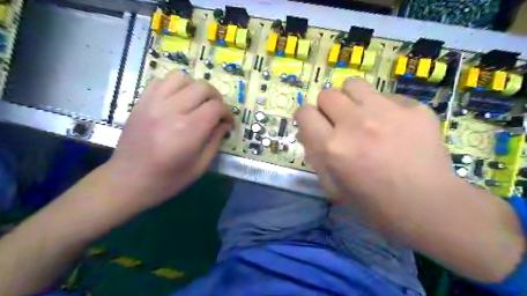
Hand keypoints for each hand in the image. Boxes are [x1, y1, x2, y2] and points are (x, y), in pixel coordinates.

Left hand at [105, 70, 233, 207]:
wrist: (128, 181)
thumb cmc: (168, 179)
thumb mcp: (200, 166)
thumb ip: (215, 141)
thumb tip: (225, 124)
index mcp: (189, 130)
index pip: (216, 107)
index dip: (228, 113)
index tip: (228, 122)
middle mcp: (171, 110)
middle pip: (202, 87)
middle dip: (216, 98)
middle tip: (216, 112)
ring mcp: (153, 103)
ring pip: (182, 77)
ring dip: (195, 87)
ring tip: (197, 102)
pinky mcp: (141, 102)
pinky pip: (161, 80)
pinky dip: (175, 86)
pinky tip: (178, 100)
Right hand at [295, 80, 454, 227]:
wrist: (427, 205)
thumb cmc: (373, 203)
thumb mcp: (331, 186)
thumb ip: (314, 155)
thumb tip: (307, 129)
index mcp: (332, 147)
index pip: (304, 113)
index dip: (305, 118)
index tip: (313, 124)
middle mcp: (354, 123)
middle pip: (327, 95)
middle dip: (327, 108)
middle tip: (338, 122)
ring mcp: (386, 112)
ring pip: (353, 85)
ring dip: (350, 99)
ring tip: (361, 115)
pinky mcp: (413, 107)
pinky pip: (385, 95)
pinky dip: (381, 107)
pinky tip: (392, 125)